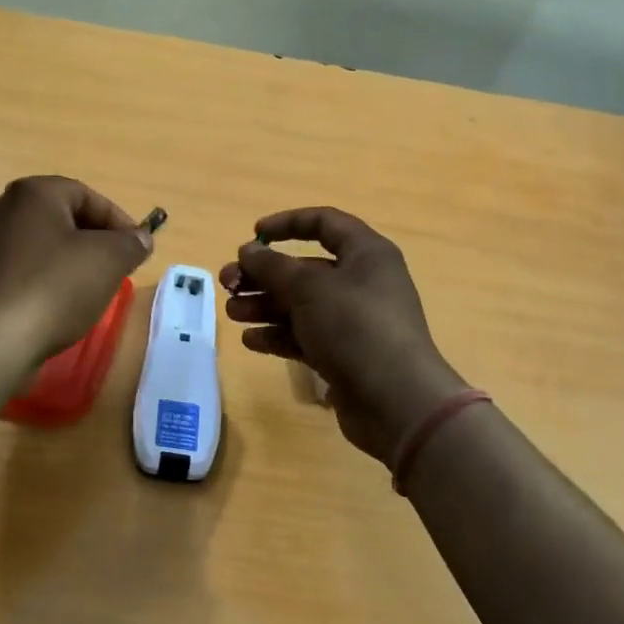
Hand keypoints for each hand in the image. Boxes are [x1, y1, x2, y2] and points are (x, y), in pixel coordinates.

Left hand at [0, 176, 152, 365]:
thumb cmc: (55, 286)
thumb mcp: (108, 260)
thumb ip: (130, 243)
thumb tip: (140, 239)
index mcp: (32, 193)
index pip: (86, 195)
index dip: (117, 220)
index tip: (136, 248)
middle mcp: (1, 209)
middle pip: (60, 219)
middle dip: (92, 242)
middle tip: (115, 268)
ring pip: (39, 247)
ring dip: (68, 263)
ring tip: (89, 292)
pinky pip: (20, 272)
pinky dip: (42, 282)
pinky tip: (56, 308)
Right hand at [220, 208, 469, 465]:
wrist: (396, 401)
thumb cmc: (355, 326)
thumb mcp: (308, 288)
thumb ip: (272, 266)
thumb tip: (248, 251)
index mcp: (365, 254)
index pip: (324, 222)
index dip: (287, 223)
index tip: (253, 234)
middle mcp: (361, 282)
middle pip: (304, 269)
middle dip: (263, 274)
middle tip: (228, 284)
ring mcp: (353, 321)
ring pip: (300, 304)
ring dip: (264, 305)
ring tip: (232, 313)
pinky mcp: (344, 354)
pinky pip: (305, 336)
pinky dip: (278, 335)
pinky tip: (250, 340)